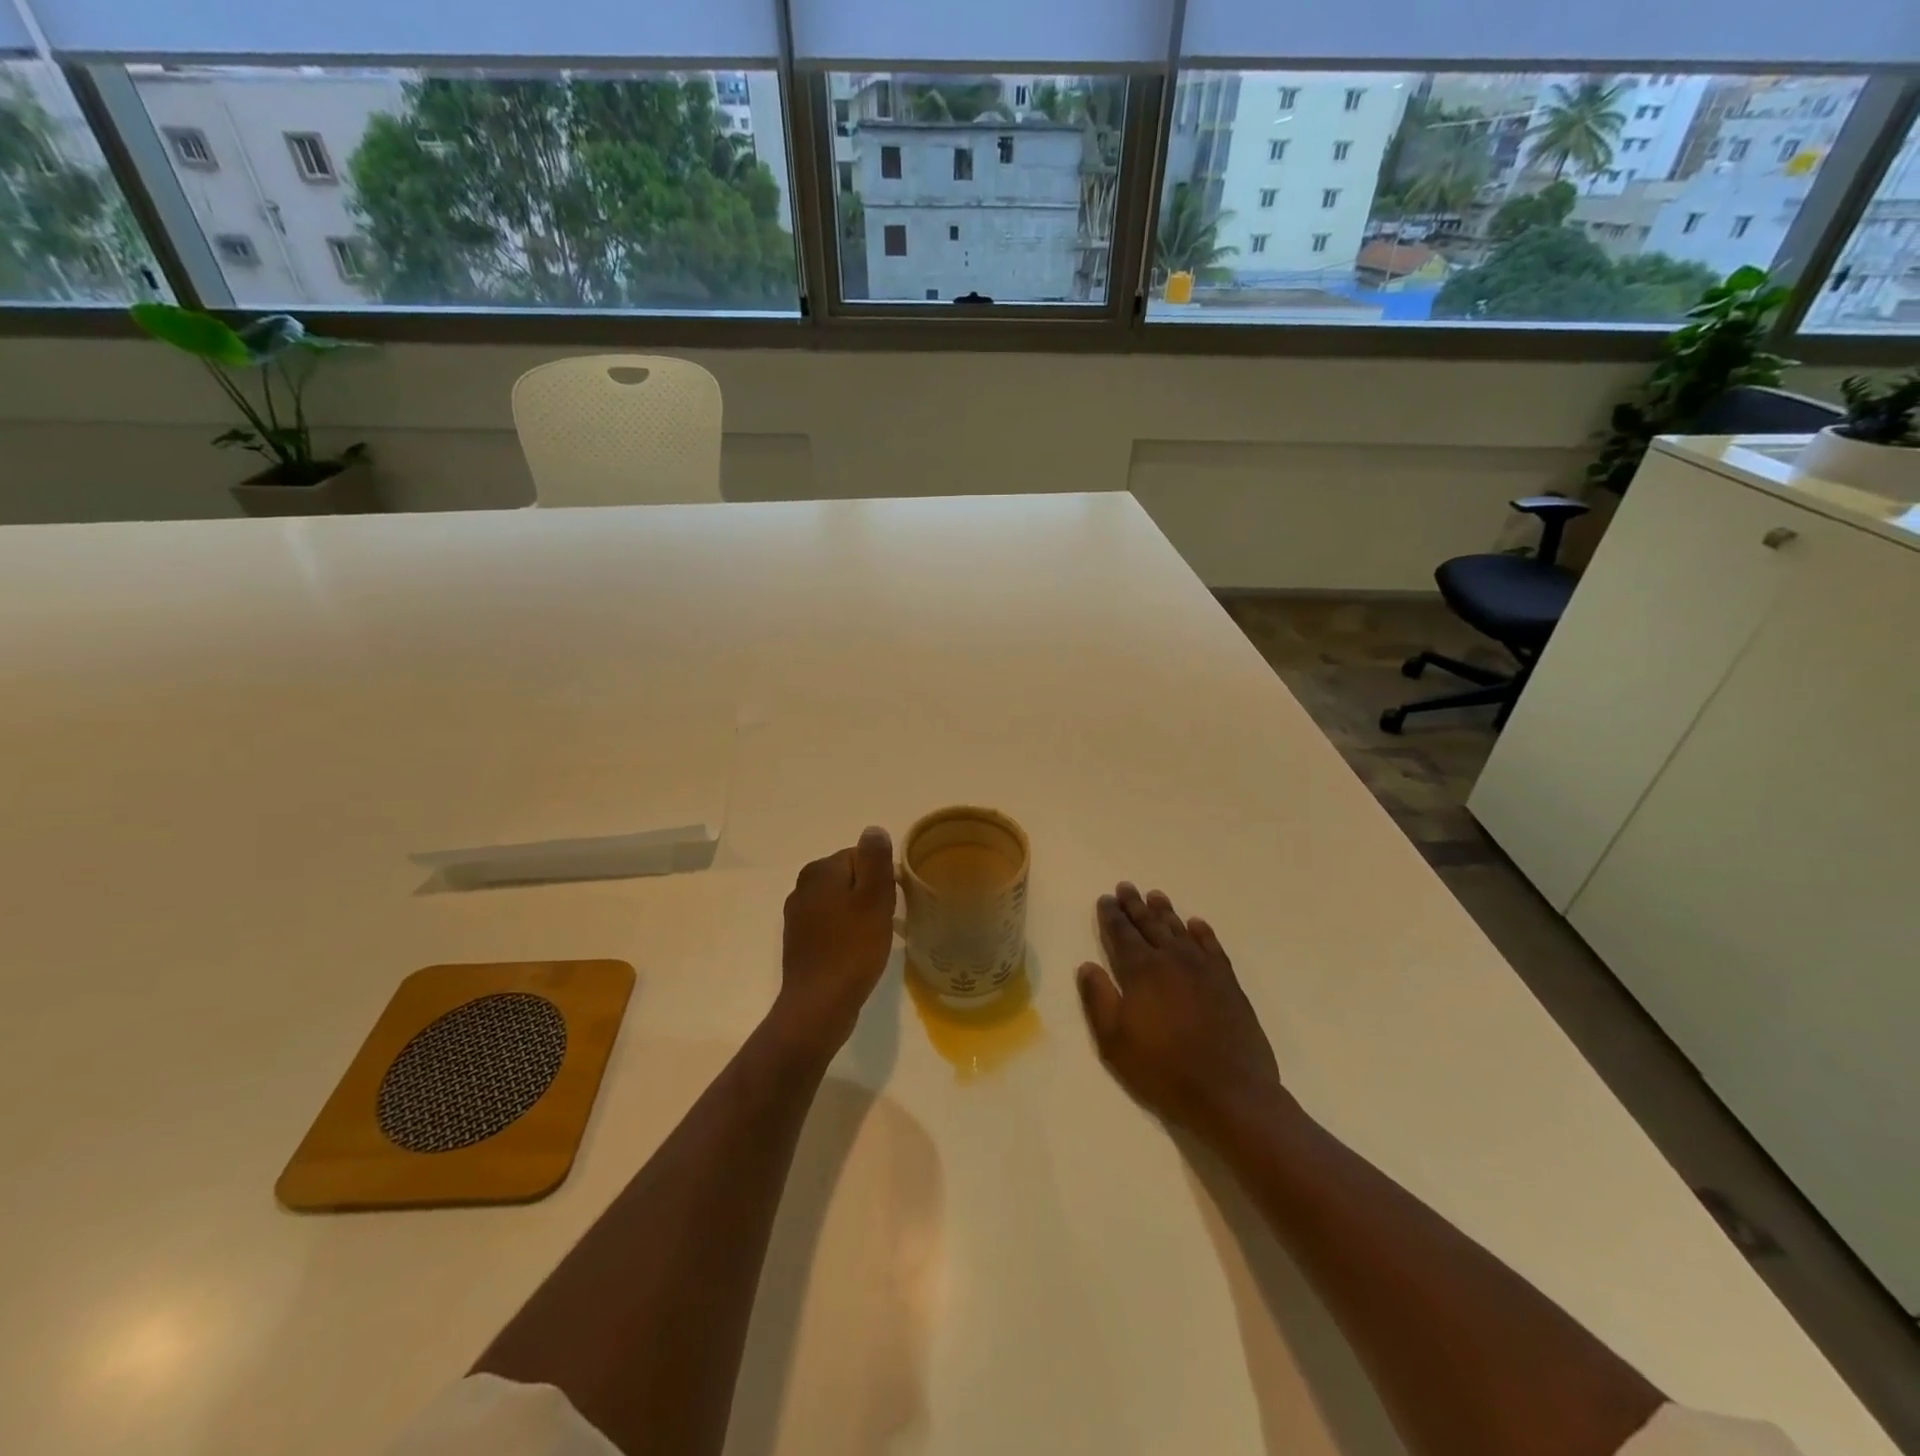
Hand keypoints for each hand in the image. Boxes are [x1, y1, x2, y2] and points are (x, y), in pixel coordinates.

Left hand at [771, 827, 896, 1057]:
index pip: (861, 856)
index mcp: (820, 871)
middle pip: (850, 877)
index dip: (882, 877)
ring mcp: (798, 915)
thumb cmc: (852, 948)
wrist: (819, 1005)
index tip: (892, 902)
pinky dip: (847, 932)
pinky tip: (858, 952)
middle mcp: (803, 886)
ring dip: (860, 915)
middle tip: (887, 922)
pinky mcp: (800, 940)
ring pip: (841, 902)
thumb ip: (875, 860)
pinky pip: (831, 924)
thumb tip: (874, 829)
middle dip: (871, 895)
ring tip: (875, 939)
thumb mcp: (874, 899)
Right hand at [1076, 883, 1283, 1141]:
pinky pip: (1212, 947)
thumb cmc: (1163, 1069)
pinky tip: (1196, 924)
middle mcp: (1171, 959)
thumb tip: (1087, 966)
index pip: (1121, 934)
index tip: (1105, 899)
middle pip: (1149, 925)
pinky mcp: (1228, 983)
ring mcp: (1203, 969)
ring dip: (1165, 912)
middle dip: (1135, 905)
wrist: (1229, 1092)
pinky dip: (1202, 932)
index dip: (1111, 915)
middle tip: (1126, 887)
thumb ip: (1098, 999)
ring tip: (1155, 896)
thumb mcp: (1114, 1041)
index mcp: (1141, 971)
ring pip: (1179, 930)